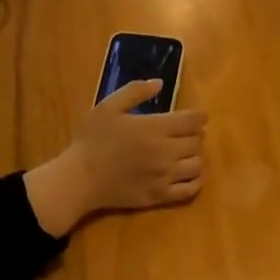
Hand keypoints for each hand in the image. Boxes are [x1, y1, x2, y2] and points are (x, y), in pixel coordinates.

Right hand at [24, 82, 208, 235]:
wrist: (81, 179)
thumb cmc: (91, 140)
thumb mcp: (107, 106)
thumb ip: (135, 92)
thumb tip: (160, 83)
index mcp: (155, 128)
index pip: (192, 120)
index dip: (199, 116)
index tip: (198, 116)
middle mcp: (166, 152)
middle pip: (197, 142)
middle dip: (195, 135)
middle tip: (186, 134)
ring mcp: (165, 176)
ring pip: (197, 165)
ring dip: (195, 156)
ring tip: (185, 154)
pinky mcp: (160, 196)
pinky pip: (190, 190)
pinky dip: (196, 181)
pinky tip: (189, 176)